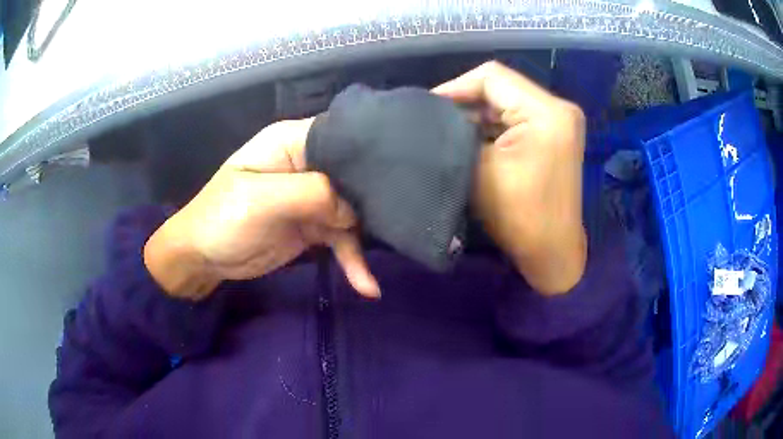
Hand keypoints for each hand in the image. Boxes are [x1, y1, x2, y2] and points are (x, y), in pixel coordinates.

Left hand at [144, 118, 379, 299]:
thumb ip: (312, 193)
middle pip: (351, 177)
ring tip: (369, 281)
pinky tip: (365, 284)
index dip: (367, 154)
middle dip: (371, 202)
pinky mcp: (312, 226)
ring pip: (350, 212)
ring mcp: (311, 196)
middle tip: (396, 226)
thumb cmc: (223, 219)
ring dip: (361, 243)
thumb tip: (354, 209)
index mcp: (292, 142)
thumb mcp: (262, 200)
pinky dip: (352, 259)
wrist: (202, 258)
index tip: (397, 177)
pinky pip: (340, 238)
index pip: (340, 137)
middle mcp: (306, 164)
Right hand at [434, 61, 586, 293]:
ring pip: (506, 102)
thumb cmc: (518, 215)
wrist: (550, 253)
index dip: (454, 87)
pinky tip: (469, 139)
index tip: (427, 108)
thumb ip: (456, 134)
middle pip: (500, 87)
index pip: (491, 77)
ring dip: (476, 115)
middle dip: (464, 103)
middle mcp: (558, 107)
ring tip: (447, 131)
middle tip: (433, 120)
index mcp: (546, 111)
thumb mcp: (479, 169)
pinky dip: (491, 126)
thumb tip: (434, 115)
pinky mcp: (553, 135)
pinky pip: (515, 118)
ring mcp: (558, 121)